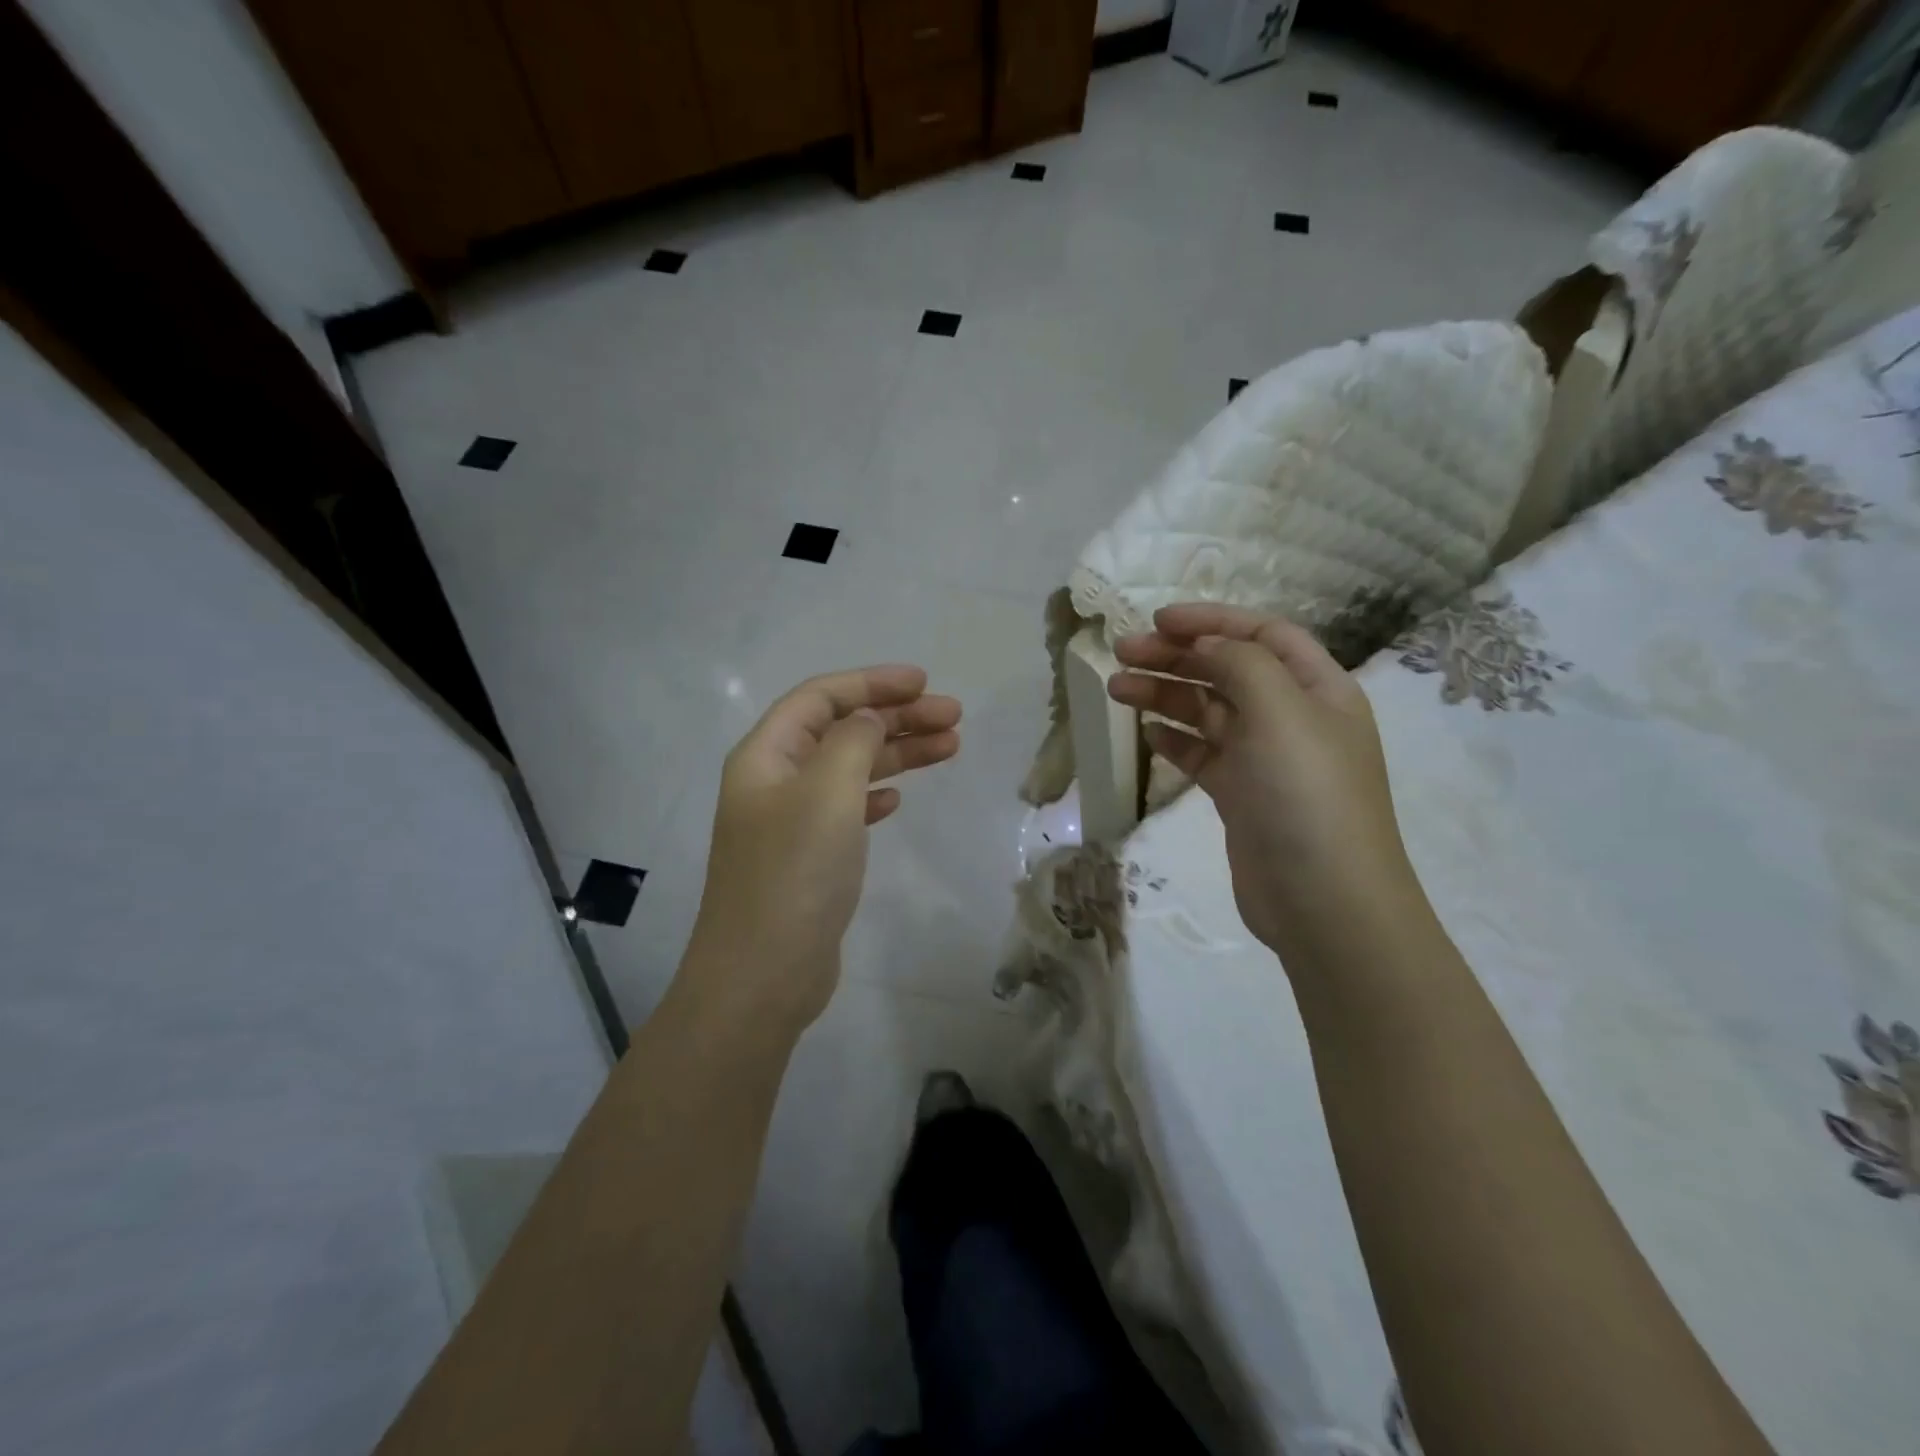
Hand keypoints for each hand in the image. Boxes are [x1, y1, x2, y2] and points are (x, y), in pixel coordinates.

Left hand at [681, 666, 960, 1040]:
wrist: (763, 976)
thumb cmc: (795, 873)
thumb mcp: (827, 792)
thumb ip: (852, 741)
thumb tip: (869, 719)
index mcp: (766, 755)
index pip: (821, 697)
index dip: (872, 682)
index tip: (924, 683)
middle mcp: (774, 781)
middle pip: (840, 730)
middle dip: (897, 717)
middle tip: (954, 717)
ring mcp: (790, 822)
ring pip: (850, 769)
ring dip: (897, 754)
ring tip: (950, 747)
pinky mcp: (808, 858)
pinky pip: (846, 809)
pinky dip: (875, 795)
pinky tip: (899, 799)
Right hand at [1108, 604, 1417, 964]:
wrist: (1323, 901)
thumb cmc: (1306, 795)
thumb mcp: (1280, 712)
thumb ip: (1240, 664)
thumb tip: (1205, 644)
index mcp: (1318, 688)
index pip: (1262, 634)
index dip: (1211, 620)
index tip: (1158, 621)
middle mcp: (1292, 717)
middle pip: (1227, 669)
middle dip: (1175, 656)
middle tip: (1120, 652)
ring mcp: (1265, 758)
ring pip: (1208, 711)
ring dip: (1164, 694)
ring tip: (1116, 688)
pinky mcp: (1240, 795)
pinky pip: (1202, 753)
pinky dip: (1173, 739)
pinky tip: (1145, 732)